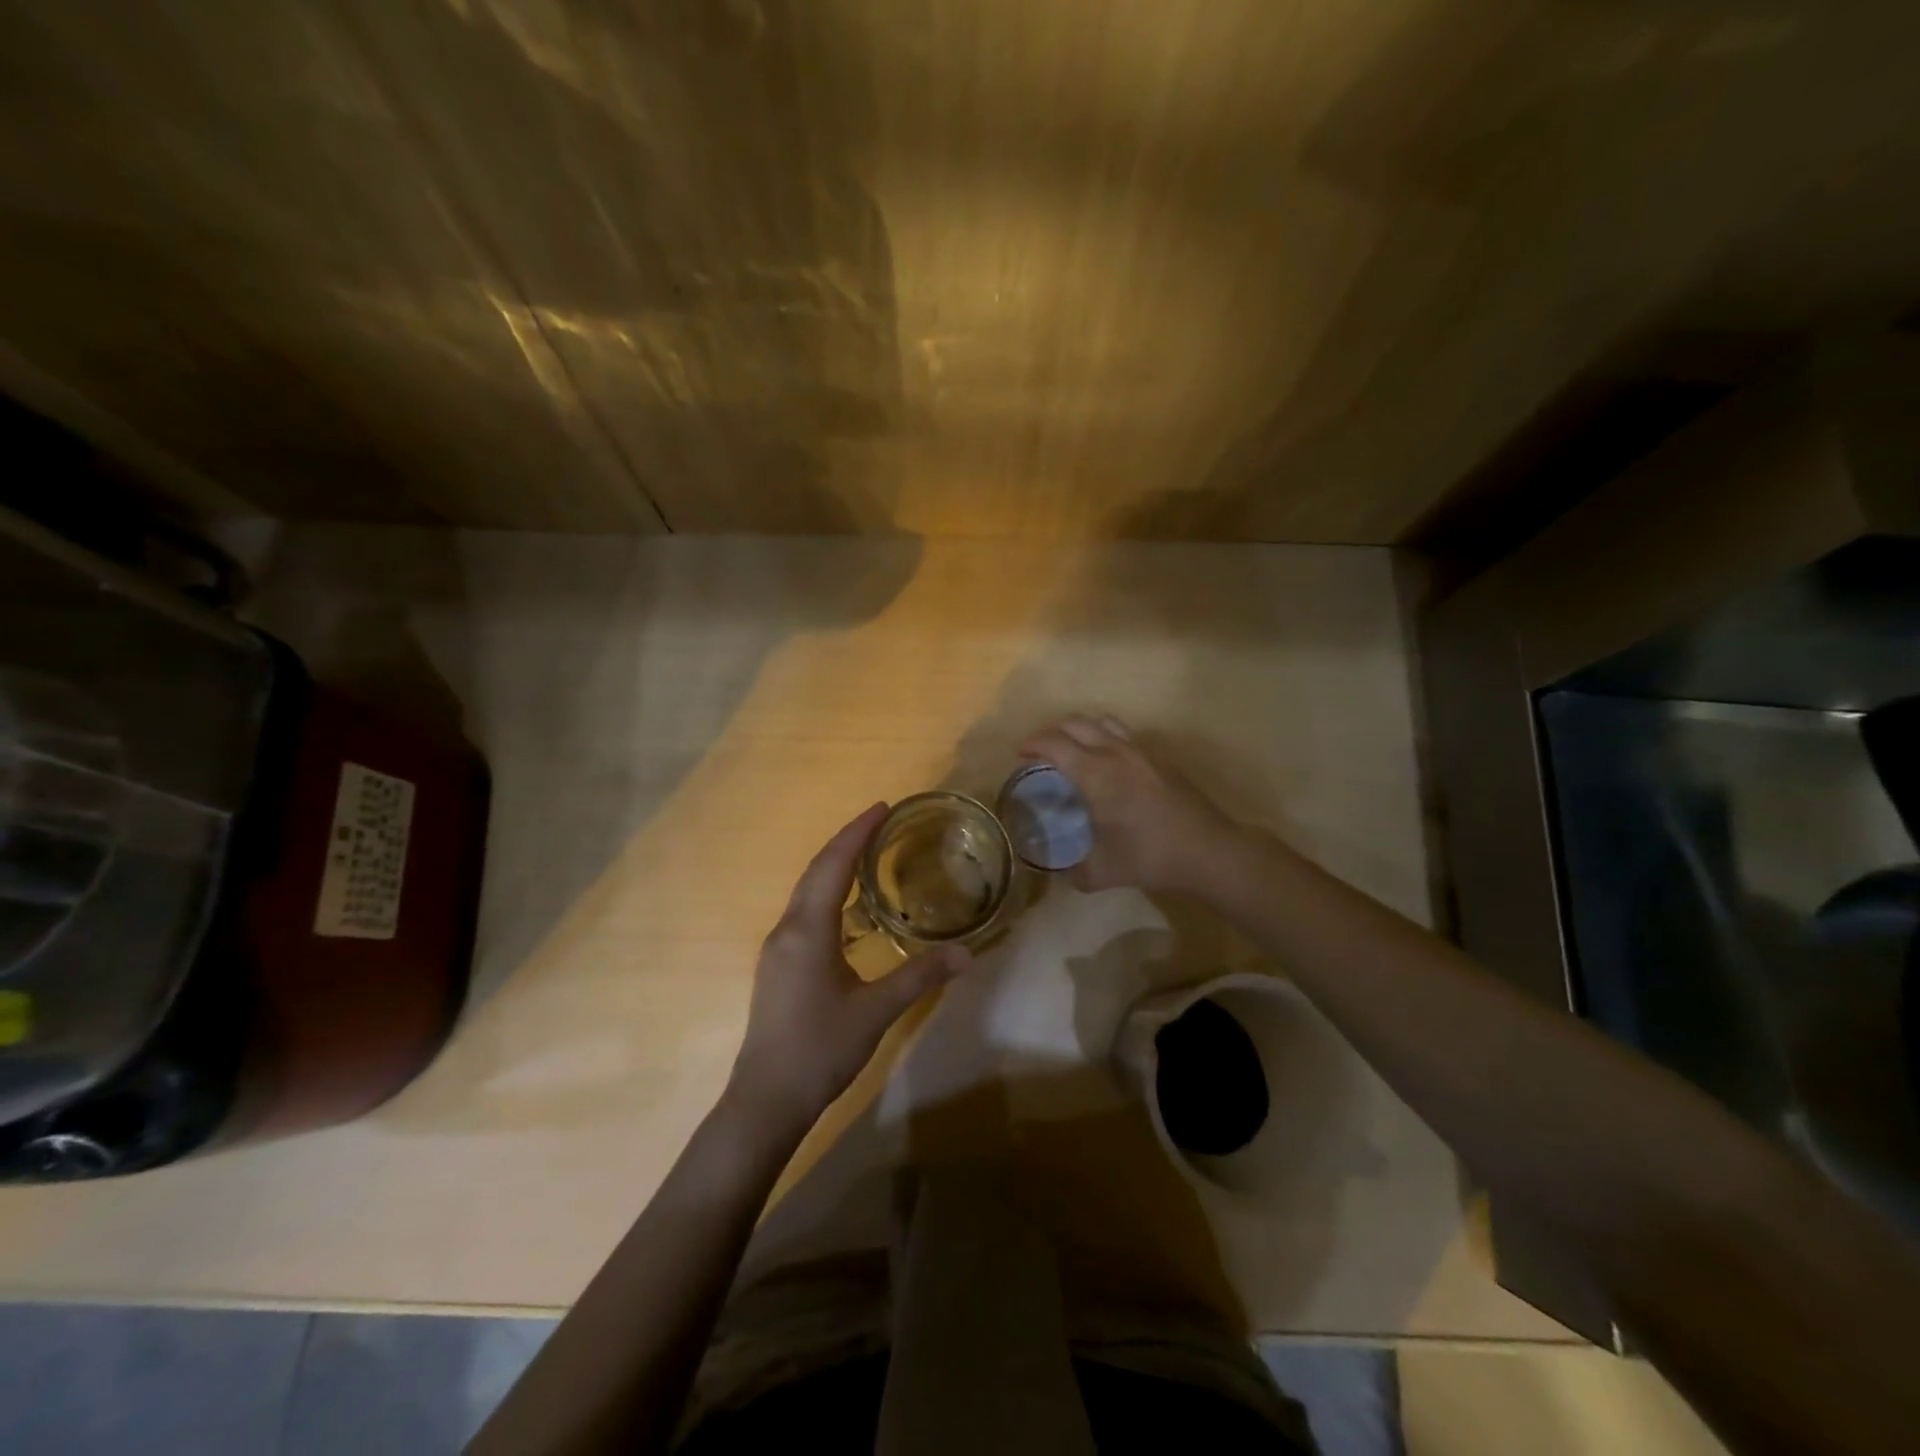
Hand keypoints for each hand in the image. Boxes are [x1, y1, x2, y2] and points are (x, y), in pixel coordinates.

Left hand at [727, 804, 972, 1135]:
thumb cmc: (820, 1049)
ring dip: (835, 866)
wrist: (766, 1100)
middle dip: (847, 841)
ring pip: (807, 891)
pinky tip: (848, 908)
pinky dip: (827, 892)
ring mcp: (778, 948)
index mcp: (808, 930)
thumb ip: (920, 977)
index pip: (833, 864)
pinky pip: (804, 911)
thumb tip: (967, 953)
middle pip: (816, 870)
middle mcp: (787, 929)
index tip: (882, 807)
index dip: (857, 832)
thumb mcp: (876, 1011)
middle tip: (880, 821)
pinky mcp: (778, 966)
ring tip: (868, 853)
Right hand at [1019, 715, 1245, 895]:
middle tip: (1041, 751)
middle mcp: (1117, 753)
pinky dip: (1105, 738)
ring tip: (1072, 749)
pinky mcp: (1160, 758)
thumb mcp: (1103, 872)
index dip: (1033, 744)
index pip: (1055, 744)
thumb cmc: (1151, 857)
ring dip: (1080, 729)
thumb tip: (1058, 872)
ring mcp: (1142, 752)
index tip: (1020, 753)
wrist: (1209, 851)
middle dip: (1052, 731)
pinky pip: (1124, 734)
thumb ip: (1074, 871)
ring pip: (1103, 722)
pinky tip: (1106, 764)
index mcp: (1096, 774)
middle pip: (1076, 724)